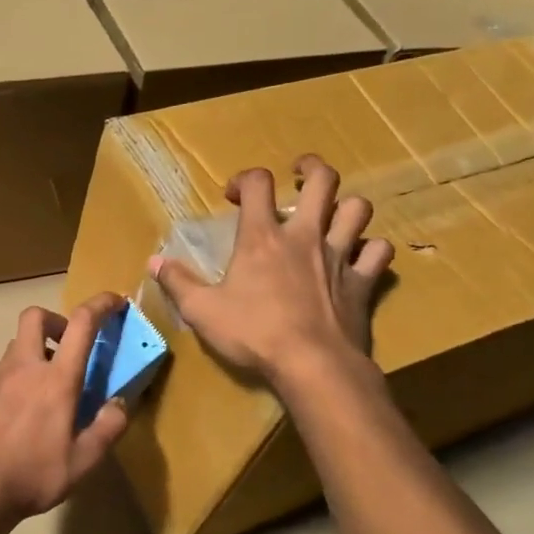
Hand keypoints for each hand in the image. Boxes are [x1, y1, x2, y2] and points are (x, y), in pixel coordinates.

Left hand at [0, 294, 129, 525]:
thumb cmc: (35, 474)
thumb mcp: (84, 460)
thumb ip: (108, 427)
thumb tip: (120, 403)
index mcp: (56, 379)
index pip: (82, 324)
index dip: (101, 304)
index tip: (115, 301)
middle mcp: (25, 367)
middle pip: (35, 316)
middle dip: (57, 319)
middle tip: (71, 344)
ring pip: (17, 343)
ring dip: (37, 348)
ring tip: (50, 381)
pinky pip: (4, 368)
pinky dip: (20, 371)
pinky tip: (25, 404)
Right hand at [149, 155, 393, 390]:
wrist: (311, 365)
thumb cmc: (253, 334)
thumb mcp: (202, 311)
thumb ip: (178, 282)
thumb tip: (154, 261)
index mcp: (263, 237)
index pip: (258, 183)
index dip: (245, 178)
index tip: (233, 195)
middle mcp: (305, 236)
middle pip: (323, 181)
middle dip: (312, 168)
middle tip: (300, 173)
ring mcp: (340, 256)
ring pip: (358, 209)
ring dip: (346, 206)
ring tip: (333, 214)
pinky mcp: (363, 282)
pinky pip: (379, 252)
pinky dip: (372, 249)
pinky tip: (361, 256)